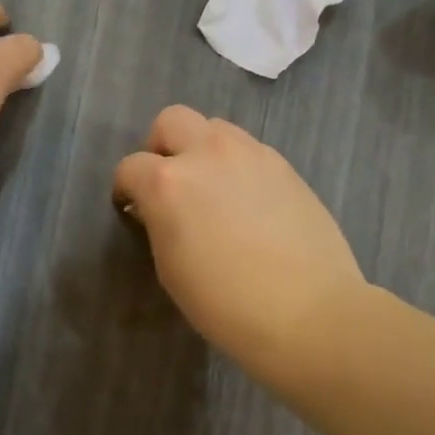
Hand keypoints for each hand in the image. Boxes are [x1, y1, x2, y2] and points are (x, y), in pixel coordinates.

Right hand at [113, 107, 370, 390]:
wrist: (308, 312)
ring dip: (201, 150)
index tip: (132, 209)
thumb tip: (156, 208)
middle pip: (170, 121)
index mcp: (168, 183)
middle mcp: (207, 154)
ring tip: (212, 189)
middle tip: (169, 184)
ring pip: (213, 127)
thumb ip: (158, 223)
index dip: (126, 189)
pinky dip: (235, 165)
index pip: (130, 167)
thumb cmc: (225, 304)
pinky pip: (248, 149)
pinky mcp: (284, 165)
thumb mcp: (170, 268)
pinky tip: (246, 202)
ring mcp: (250, 154)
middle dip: (161, 147)